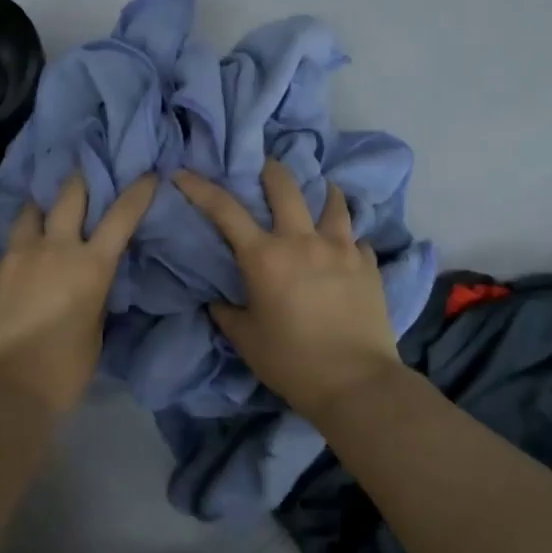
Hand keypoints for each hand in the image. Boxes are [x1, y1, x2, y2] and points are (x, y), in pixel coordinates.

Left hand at [0, 173, 156, 414]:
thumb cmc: (65, 367)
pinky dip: (19, 250)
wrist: (6, 386)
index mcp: (89, 265)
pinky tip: (19, 267)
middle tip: (84, 179)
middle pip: (69, 194)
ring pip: (30, 211)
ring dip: (42, 210)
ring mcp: (17, 255)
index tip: (146, 175)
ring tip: (43, 218)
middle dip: (80, 181)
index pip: (120, 216)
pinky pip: (9, 248)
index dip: (137, 192)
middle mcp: (53, 248)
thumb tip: (89, 278)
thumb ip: (95, 292)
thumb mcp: (95, 327)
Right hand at [174, 162, 399, 419]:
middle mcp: (302, 241)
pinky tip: (346, 246)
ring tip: (320, 192)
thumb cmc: (291, 362)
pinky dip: (347, 237)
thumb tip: (218, 300)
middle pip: (284, 185)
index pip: (224, 209)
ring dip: (322, 192)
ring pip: (333, 201)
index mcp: (264, 256)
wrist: (355, 383)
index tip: (183, 173)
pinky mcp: (368, 264)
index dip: (199, 187)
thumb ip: (227, 313)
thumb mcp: (246, 339)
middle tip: (264, 169)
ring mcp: (341, 248)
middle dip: (269, 170)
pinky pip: (357, 238)